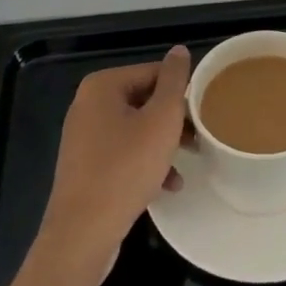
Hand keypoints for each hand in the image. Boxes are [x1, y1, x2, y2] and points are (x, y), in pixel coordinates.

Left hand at [33, 47, 190, 284]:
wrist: (82, 235)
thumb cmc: (126, 168)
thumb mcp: (162, 119)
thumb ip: (174, 81)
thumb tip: (179, 50)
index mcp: (103, 86)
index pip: (154, 73)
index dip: (182, 92)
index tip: (203, 113)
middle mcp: (88, 105)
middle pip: (145, 100)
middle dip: (174, 120)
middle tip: (198, 138)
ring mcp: (84, 137)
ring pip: (137, 129)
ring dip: (163, 144)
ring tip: (188, 161)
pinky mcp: (85, 167)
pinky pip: (123, 153)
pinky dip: (146, 163)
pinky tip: (168, 185)